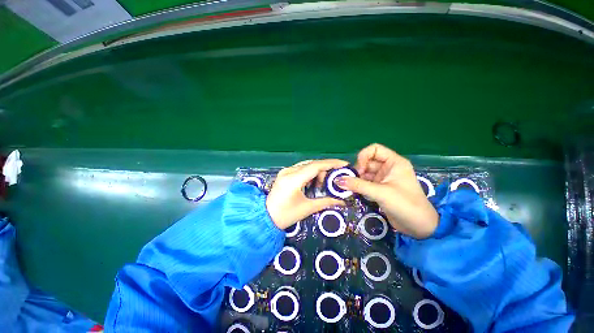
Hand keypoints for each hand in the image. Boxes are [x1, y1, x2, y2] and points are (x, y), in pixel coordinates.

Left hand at [267, 159, 348, 229]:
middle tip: (333, 181)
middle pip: (312, 164)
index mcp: (293, 179)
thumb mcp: (307, 208)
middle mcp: (288, 171)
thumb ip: (326, 202)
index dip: (331, 163)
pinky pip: (301, 169)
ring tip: (321, 185)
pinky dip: (310, 174)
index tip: (344, 164)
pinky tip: (312, 183)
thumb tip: (343, 201)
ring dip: (317, 172)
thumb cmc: (286, 215)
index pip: (315, 166)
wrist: (266, 218)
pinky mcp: (284, 173)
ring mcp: (285, 171)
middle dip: (325, 170)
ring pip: (307, 165)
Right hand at [335, 144, 438, 238]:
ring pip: (365, 174)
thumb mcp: (381, 193)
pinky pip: (366, 183)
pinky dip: (359, 187)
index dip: (364, 156)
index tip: (359, 170)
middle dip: (357, 170)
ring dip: (356, 180)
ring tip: (349, 188)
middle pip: (367, 162)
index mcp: (394, 162)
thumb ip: (358, 185)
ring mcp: (384, 179)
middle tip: (350, 182)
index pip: (374, 149)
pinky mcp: (380, 189)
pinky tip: (353, 192)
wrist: (419, 227)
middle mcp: (388, 168)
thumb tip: (337, 180)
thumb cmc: (405, 204)